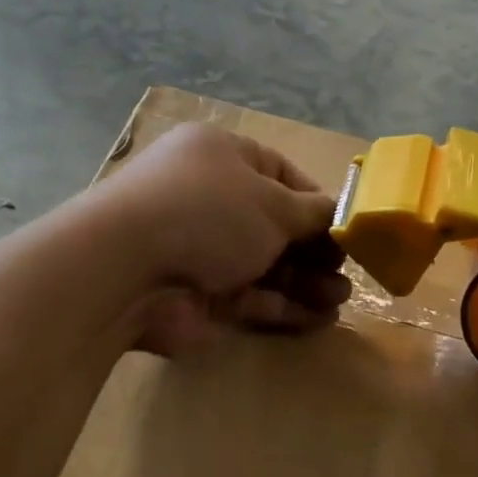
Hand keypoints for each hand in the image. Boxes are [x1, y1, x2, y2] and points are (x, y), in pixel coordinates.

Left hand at [94, 122, 350, 354]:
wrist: (129, 270)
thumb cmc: (208, 213)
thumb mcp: (272, 204)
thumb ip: (312, 213)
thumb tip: (337, 215)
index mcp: (221, 157)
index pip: (278, 174)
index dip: (316, 202)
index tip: (346, 228)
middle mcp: (210, 200)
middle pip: (274, 225)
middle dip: (315, 250)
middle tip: (348, 271)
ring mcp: (201, 250)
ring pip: (265, 265)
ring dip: (306, 282)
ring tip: (342, 299)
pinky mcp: (198, 296)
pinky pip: (250, 298)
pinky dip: (284, 307)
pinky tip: (320, 319)